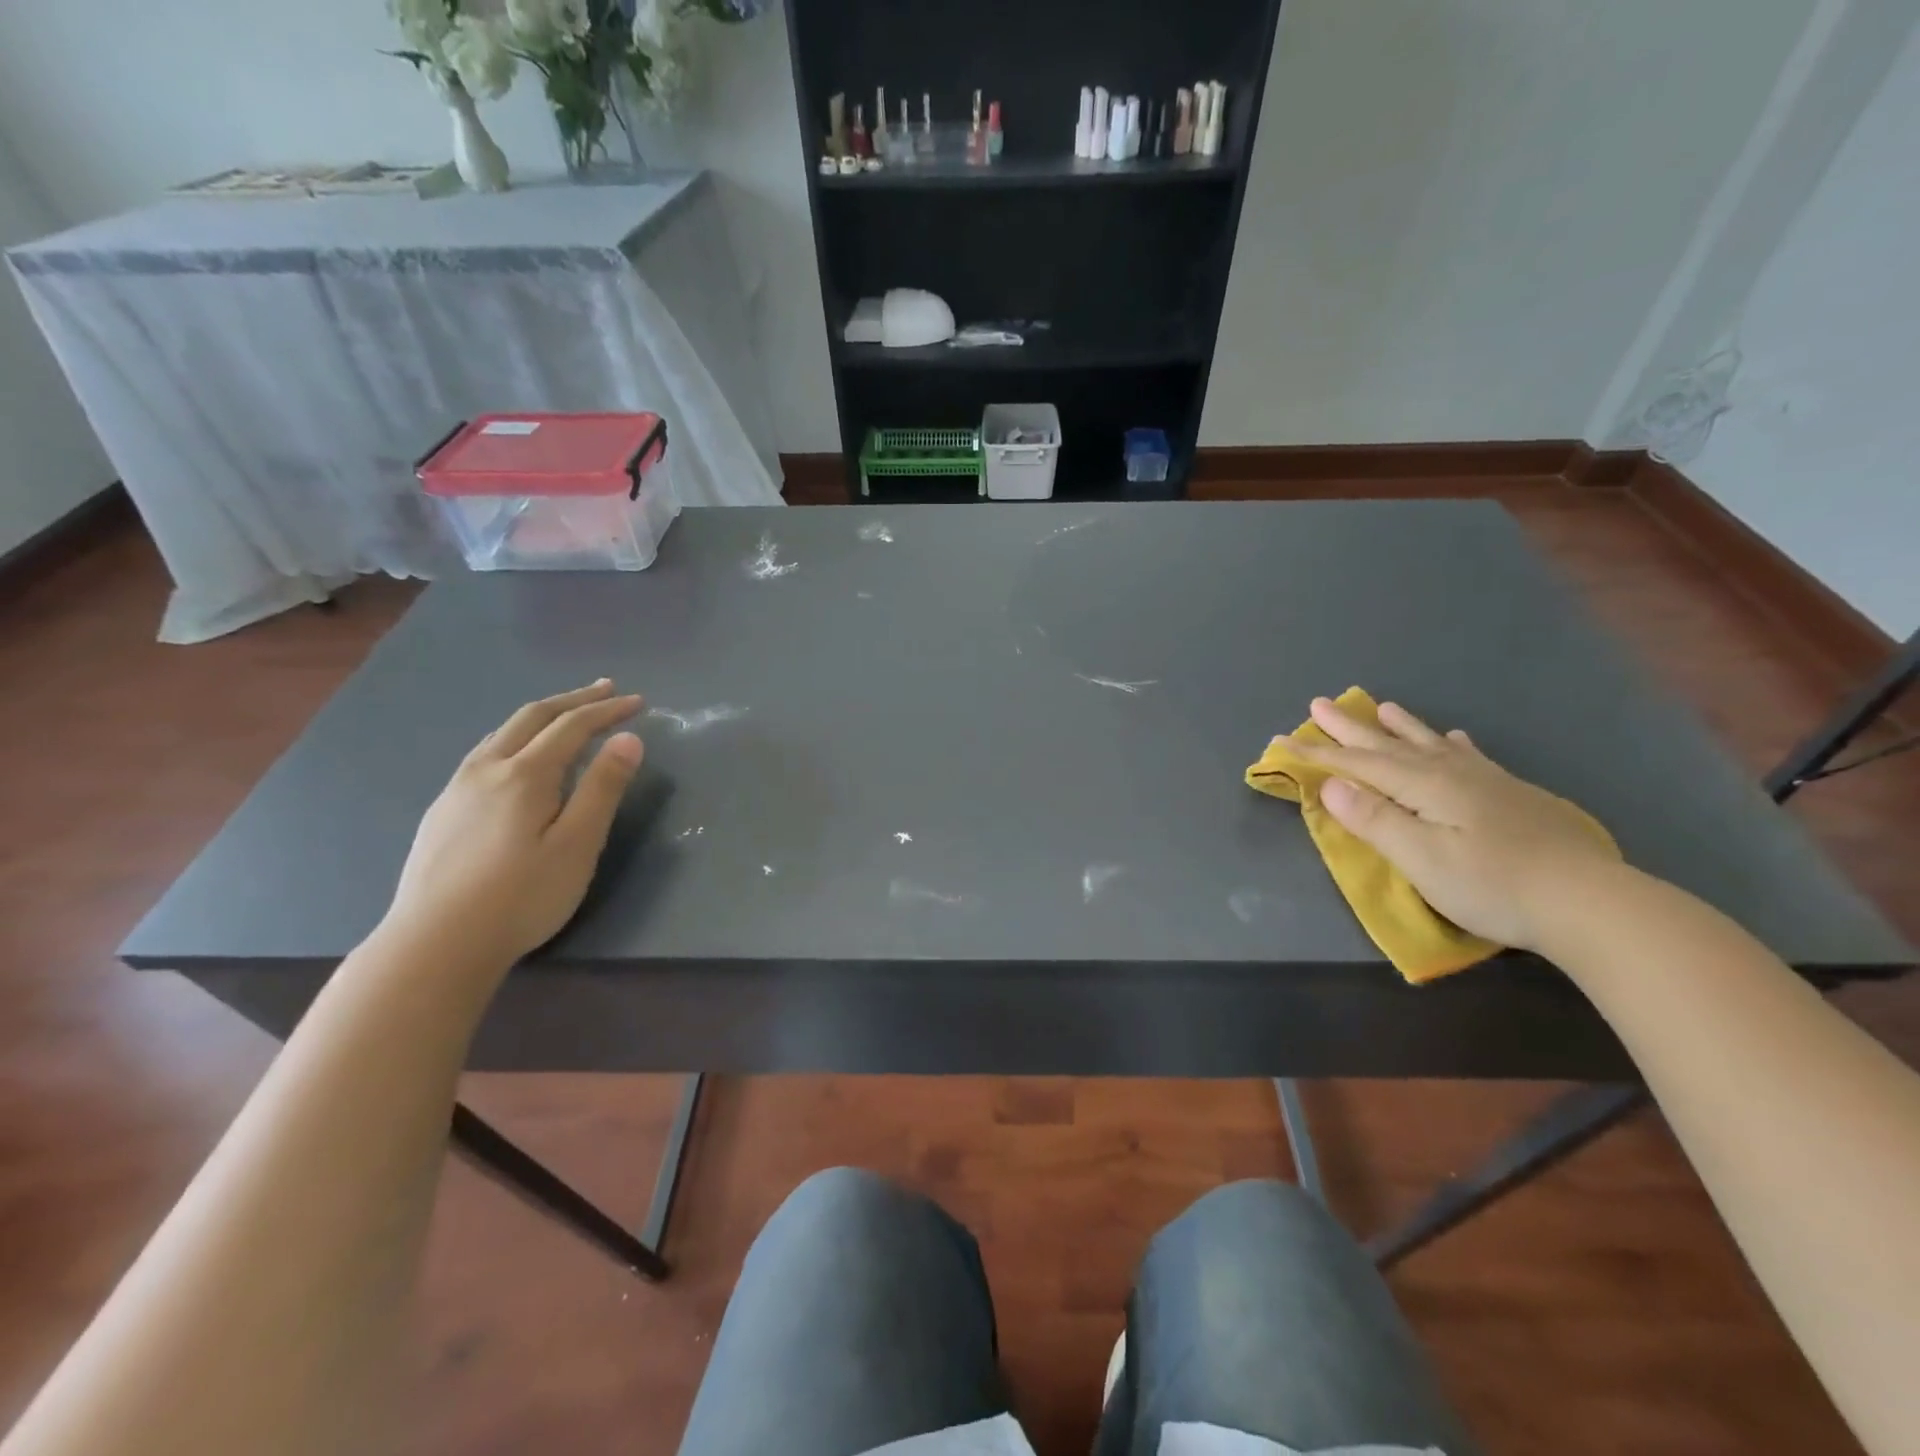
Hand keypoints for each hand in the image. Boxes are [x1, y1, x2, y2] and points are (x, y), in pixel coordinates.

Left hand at [380, 680, 644, 968]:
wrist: (434, 945)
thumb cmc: (521, 897)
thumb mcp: (577, 844)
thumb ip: (603, 788)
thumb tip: (628, 739)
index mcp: (525, 774)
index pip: (572, 726)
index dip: (607, 710)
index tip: (638, 701)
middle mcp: (487, 769)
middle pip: (533, 717)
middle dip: (573, 699)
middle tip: (606, 688)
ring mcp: (457, 789)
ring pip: (502, 733)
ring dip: (541, 715)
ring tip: (566, 715)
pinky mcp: (443, 812)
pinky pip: (485, 754)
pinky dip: (516, 737)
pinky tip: (518, 758)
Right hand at [1295, 697, 1617, 951]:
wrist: (1590, 902)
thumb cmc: (1492, 884)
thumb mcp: (1421, 858)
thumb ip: (1374, 819)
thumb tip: (1330, 784)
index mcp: (1423, 787)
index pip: (1357, 764)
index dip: (1317, 752)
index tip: (1281, 740)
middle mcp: (1449, 774)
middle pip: (1388, 745)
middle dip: (1350, 727)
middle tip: (1320, 703)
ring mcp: (1485, 782)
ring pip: (1428, 744)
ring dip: (1398, 726)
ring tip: (1380, 705)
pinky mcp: (1511, 796)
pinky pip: (1469, 756)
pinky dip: (1451, 744)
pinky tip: (1454, 738)